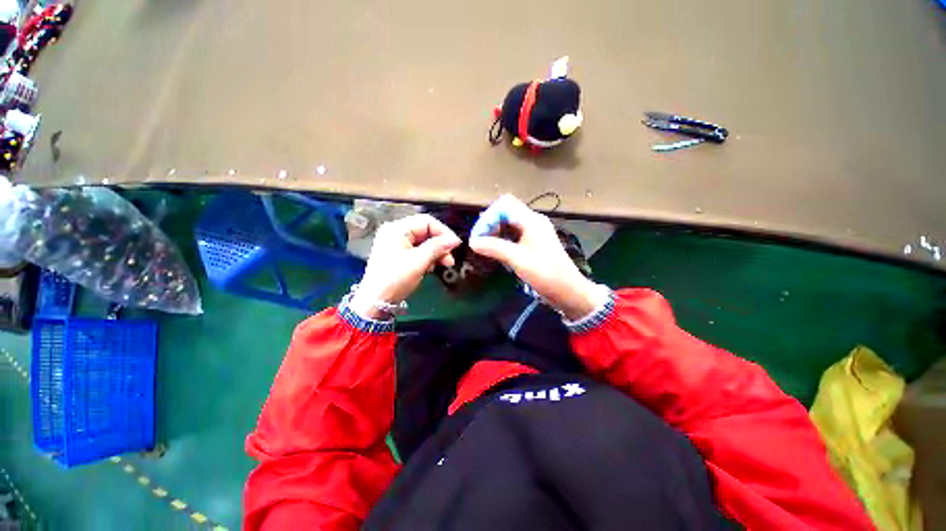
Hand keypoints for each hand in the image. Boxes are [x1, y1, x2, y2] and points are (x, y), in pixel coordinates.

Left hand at [349, 214, 460, 319]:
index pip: (426, 221)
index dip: (443, 232)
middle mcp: (396, 232)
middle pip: (426, 232)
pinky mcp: (399, 254)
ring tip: (442, 265)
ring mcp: (396, 244)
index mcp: (397, 229)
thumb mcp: (419, 261)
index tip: (455, 245)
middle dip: (440, 245)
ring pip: (424, 242)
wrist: (376, 301)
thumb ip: (437, 247)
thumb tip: (456, 239)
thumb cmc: (395, 279)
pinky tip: (430, 268)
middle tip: (449, 260)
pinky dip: (427, 258)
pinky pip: (418, 251)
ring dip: (435, 253)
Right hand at [469, 195, 607, 320]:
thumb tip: (472, 242)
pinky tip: (496, 252)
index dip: (489, 217)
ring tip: (484, 248)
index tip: (479, 236)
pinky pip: (514, 236)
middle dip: (490, 225)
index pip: (504, 205)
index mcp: (531, 220)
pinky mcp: (534, 244)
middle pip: (506, 213)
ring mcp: (534, 233)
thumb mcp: (517, 259)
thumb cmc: (545, 273)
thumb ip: (494, 248)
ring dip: (495, 233)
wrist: (568, 291)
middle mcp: (533, 222)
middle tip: (479, 242)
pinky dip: (502, 241)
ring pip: (509, 225)